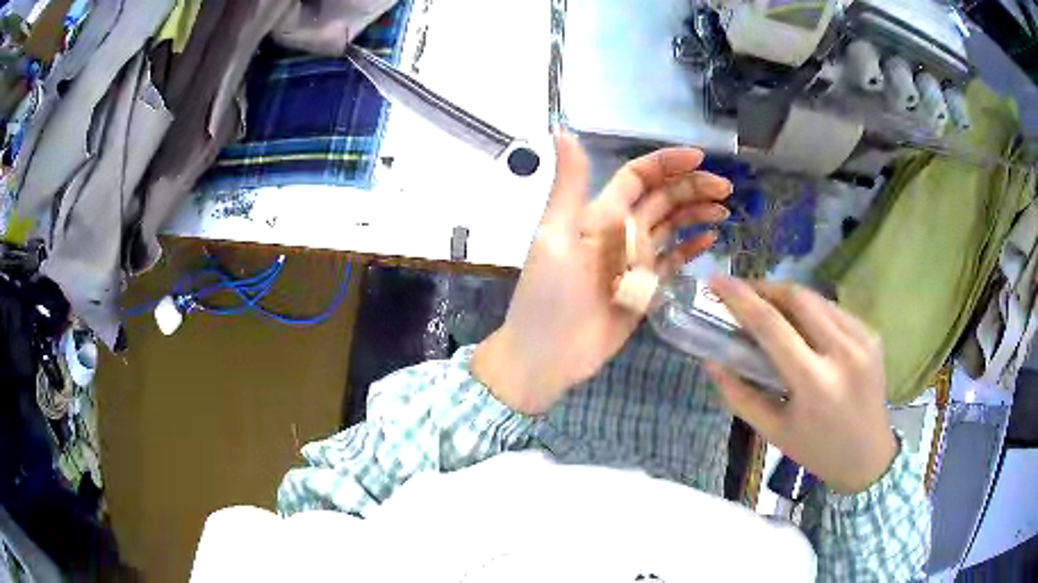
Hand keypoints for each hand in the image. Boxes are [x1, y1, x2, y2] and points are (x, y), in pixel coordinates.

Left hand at [472, 133, 731, 413]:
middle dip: (693, 188)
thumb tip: (561, 131)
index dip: (668, 164)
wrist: (547, 355)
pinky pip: (672, 261)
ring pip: (672, 227)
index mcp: (601, 214)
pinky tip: (710, 240)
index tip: (701, 158)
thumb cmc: (548, 296)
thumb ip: (568, 186)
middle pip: (663, 199)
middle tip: (726, 190)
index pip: (639, 177)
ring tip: (724, 212)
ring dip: (697, 214)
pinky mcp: (644, 288)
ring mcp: (635, 260)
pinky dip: (691, 248)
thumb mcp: (554, 236)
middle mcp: (621, 231)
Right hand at [705, 277, 895, 494]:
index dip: (741, 299)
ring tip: (770, 308)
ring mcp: (862, 339)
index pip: (772, 326)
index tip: (717, 281)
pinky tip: (804, 326)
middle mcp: (842, 352)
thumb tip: (712, 362)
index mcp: (814, 382)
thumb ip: (740, 396)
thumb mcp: (773, 432)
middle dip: (765, 287)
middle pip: (798, 297)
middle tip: (743, 293)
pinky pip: (835, 309)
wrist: (869, 458)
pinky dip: (812, 310)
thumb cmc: (817, 451)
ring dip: (789, 297)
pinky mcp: (872, 334)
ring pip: (818, 298)